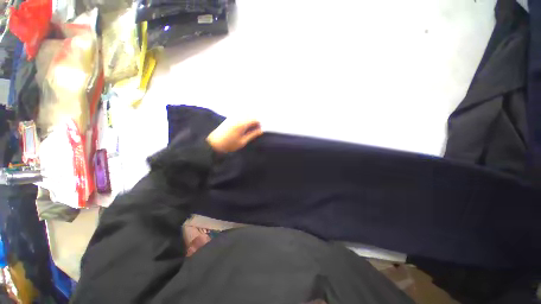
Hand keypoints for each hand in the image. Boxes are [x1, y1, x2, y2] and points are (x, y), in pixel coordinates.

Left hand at [207, 119, 262, 152]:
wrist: (214, 143)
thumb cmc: (229, 144)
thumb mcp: (242, 142)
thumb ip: (252, 135)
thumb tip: (261, 131)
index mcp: (242, 124)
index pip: (254, 119)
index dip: (259, 124)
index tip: (259, 130)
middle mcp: (237, 118)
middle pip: (250, 115)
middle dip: (255, 121)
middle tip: (255, 130)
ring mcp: (232, 117)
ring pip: (245, 114)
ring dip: (249, 119)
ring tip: (249, 129)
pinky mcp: (229, 118)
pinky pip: (239, 115)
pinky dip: (244, 119)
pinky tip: (242, 127)